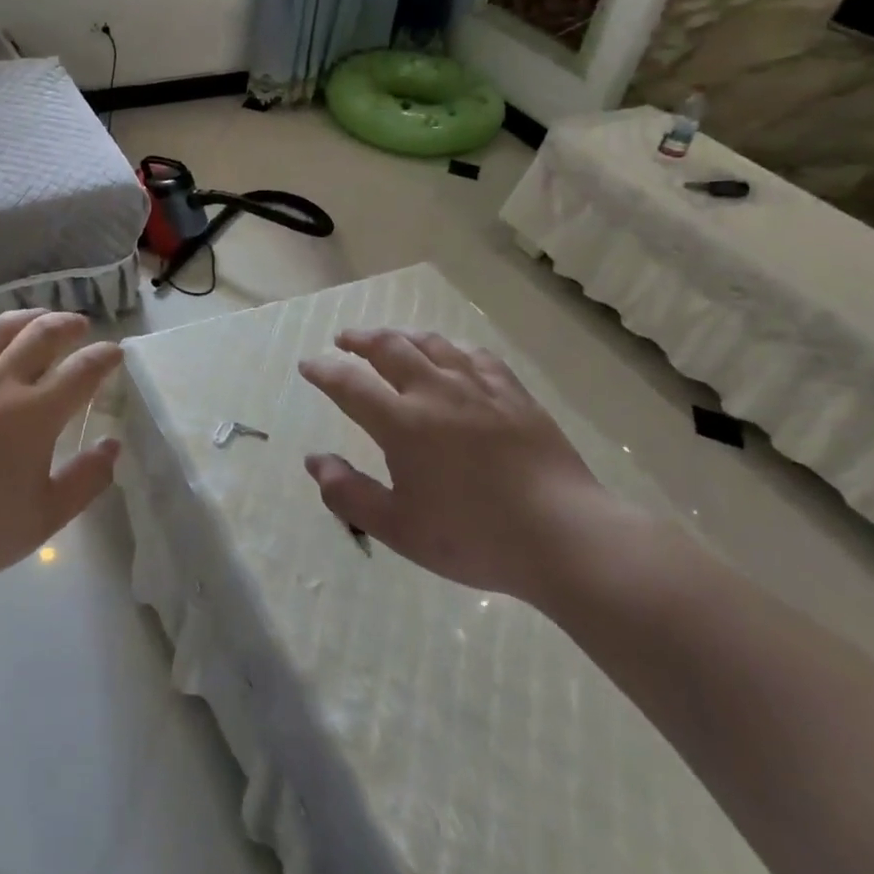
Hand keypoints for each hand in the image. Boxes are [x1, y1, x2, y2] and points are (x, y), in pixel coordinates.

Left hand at [0, 309, 122, 600]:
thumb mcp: (45, 517)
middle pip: (42, 334)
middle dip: (68, 324)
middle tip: (79, 326)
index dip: (104, 356)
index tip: (114, 353)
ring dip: (26, 317)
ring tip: (39, 318)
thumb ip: (86, 479)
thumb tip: (112, 445)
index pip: (83, 370)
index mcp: (36, 413)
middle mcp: (1, 383)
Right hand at [298, 329, 619, 598]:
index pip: (350, 384)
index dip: (324, 370)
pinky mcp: (513, 393)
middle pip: (389, 347)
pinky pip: (475, 355)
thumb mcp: (399, 528)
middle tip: (343, 340)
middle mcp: (435, 392)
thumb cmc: (474, 537)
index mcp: (402, 423)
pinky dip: (450, 348)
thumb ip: (350, 494)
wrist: (565, 536)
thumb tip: (315, 461)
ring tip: (389, 338)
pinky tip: (450, 353)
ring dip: (401, 335)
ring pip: (431, 343)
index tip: (308, 365)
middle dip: (359, 339)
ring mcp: (478, 387)